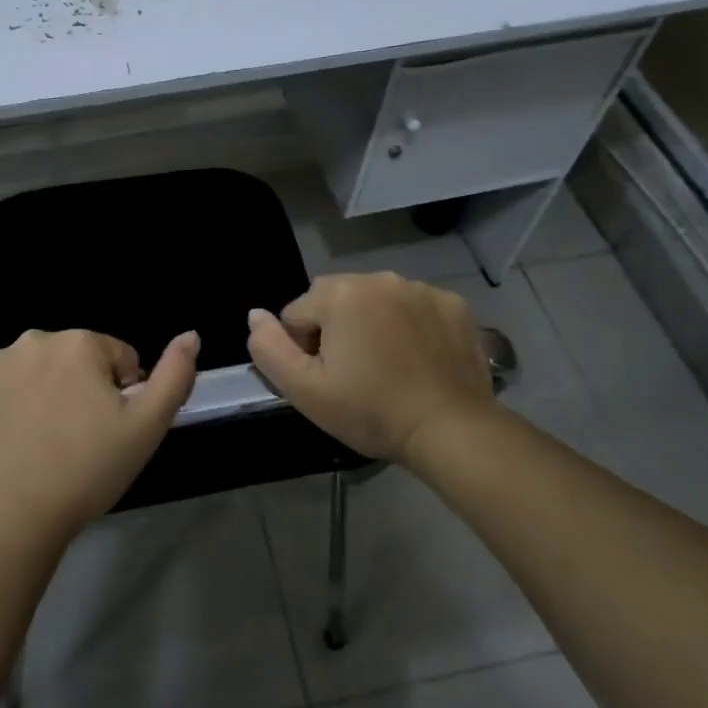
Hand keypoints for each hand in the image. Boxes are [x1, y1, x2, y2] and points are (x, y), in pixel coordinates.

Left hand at [0, 328, 198, 542]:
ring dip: (46, 393)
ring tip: (46, 443)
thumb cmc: (87, 469)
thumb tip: (191, 335)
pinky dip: (9, 406)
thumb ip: (174, 375)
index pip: (119, 359)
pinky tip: (14, 441)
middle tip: (81, 439)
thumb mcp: (147, 427)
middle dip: (84, 388)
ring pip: (37, 371)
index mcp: (80, 343)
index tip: (111, 431)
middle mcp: (35, 340)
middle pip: (76, 360)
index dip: (122, 395)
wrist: (9, 516)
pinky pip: (1, 389)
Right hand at [246, 273, 500, 463]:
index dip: (303, 350)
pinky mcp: (453, 304)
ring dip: (372, 323)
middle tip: (354, 374)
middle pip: (335, 300)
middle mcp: (378, 278)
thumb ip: (269, 349)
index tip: (326, 380)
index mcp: (339, 294)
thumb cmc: (371, 410)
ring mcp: (421, 288)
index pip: (297, 314)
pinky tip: (419, 358)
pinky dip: (410, 325)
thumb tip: (254, 315)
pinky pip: (414, 306)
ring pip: (375, 300)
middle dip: (336, 329)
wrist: (450, 429)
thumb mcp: (305, 390)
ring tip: (388, 367)